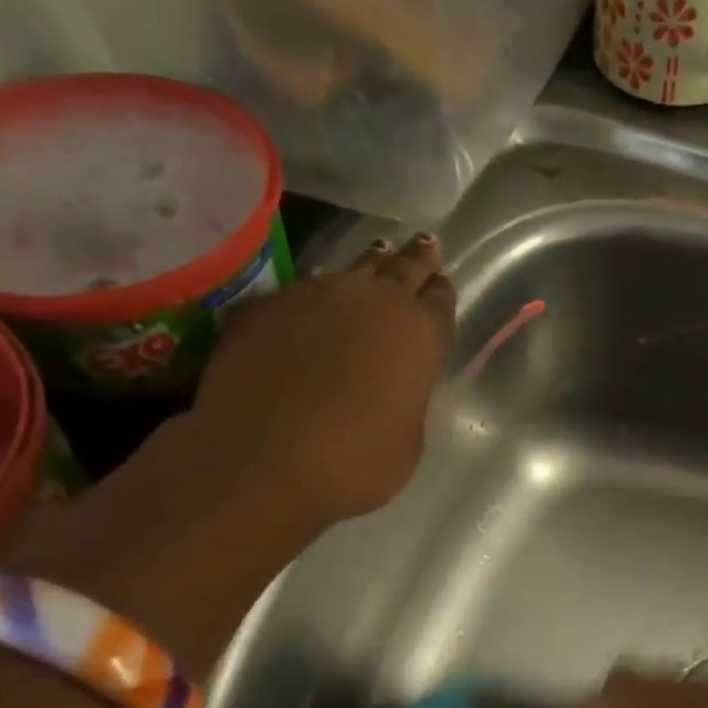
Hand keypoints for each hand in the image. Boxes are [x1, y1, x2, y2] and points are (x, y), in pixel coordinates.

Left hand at [0, 234, 454, 675]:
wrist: (264, 459)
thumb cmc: (356, 462)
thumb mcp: (408, 438)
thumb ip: (407, 396)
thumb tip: (392, 381)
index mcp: (420, 335)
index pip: (442, 300)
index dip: (443, 293)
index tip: (444, 284)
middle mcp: (373, 301)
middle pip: (403, 267)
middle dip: (418, 257)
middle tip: (427, 245)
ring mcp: (314, 295)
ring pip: (351, 269)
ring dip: (369, 265)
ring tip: (378, 253)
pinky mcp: (265, 305)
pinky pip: (301, 291)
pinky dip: (315, 296)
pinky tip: (314, 304)